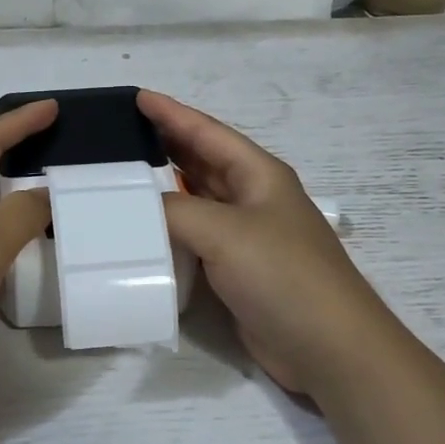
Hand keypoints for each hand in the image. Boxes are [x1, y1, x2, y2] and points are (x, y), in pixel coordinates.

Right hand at [140, 91, 381, 397]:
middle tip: (118, 137)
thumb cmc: (283, 275)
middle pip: (202, 162)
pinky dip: (169, 230)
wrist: (326, 346)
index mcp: (258, 174)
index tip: (134, 97)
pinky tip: (142, 230)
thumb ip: (175, 211)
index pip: (207, 132)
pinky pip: (195, 238)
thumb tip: (136, 207)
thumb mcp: (225, 232)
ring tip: (120, 177)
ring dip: (164, 188)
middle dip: (164, 145)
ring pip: (197, 199)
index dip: (171, 113)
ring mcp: (246, 236)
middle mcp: (252, 198)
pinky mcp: (237, 270)